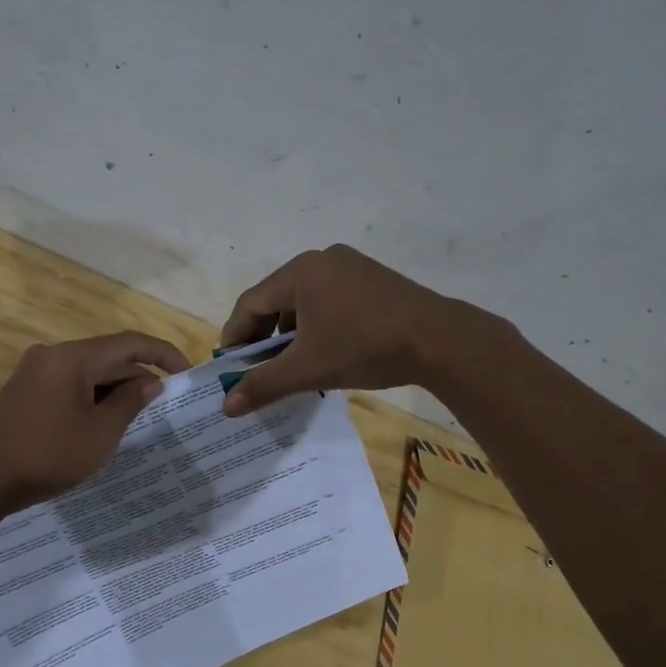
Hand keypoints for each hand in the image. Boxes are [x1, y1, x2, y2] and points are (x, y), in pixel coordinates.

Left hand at [0, 331, 188, 516]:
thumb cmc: (47, 455)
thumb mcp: (100, 433)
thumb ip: (130, 402)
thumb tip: (151, 382)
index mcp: (73, 357)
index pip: (129, 343)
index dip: (163, 354)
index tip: (187, 373)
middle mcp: (53, 354)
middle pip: (108, 356)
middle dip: (139, 377)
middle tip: (165, 405)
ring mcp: (35, 371)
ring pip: (89, 372)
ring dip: (116, 389)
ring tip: (139, 418)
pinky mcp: (26, 390)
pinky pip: (70, 384)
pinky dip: (93, 397)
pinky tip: (104, 422)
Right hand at [219, 246, 479, 415]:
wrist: (439, 340)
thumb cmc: (364, 348)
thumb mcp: (308, 370)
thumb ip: (263, 385)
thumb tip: (226, 406)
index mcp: (300, 272)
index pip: (250, 303)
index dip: (234, 337)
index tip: (229, 368)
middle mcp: (322, 260)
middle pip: (276, 299)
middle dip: (262, 337)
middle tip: (257, 370)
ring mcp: (351, 266)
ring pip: (304, 301)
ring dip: (290, 333)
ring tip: (291, 365)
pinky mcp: (372, 279)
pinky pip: (329, 300)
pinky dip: (317, 325)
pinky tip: (325, 351)